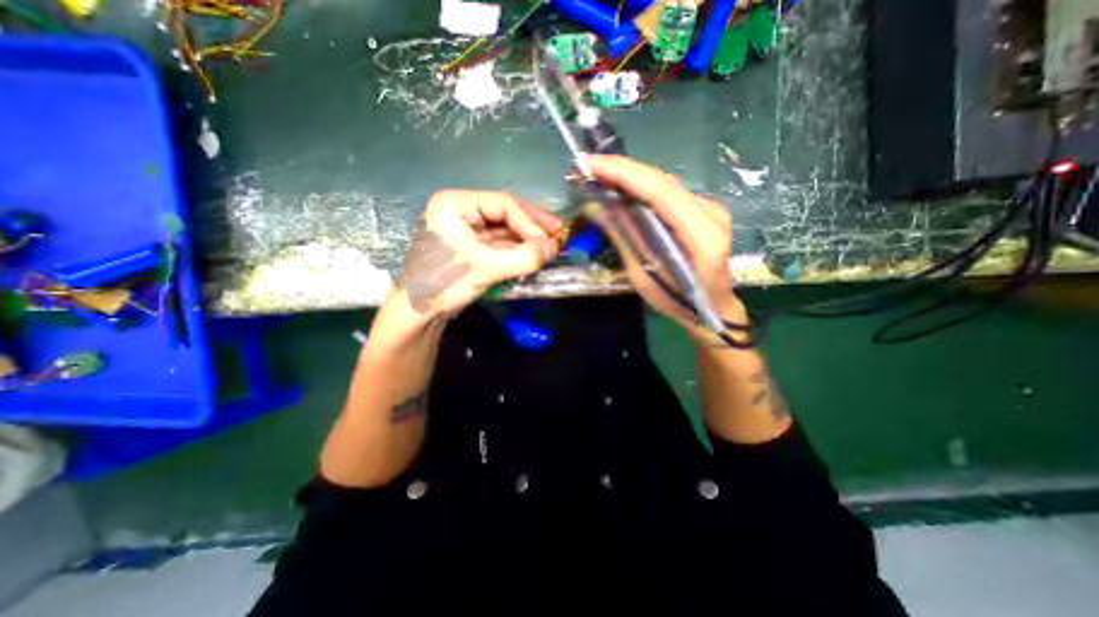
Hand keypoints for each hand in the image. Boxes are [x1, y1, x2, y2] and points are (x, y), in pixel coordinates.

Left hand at [385, 187, 560, 321]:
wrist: (417, 315)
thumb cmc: (444, 283)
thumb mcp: (486, 268)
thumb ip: (524, 257)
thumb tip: (555, 248)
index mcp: (455, 204)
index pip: (503, 204)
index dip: (530, 223)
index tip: (551, 242)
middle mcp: (460, 212)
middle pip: (505, 214)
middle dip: (532, 228)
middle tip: (559, 234)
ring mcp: (466, 231)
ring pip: (504, 231)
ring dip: (527, 241)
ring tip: (551, 249)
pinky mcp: (470, 249)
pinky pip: (499, 246)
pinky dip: (517, 252)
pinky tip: (533, 257)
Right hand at [584, 152, 747, 339]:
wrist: (713, 308)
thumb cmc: (679, 301)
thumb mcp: (643, 275)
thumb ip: (623, 237)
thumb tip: (594, 206)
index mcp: (701, 234)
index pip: (659, 190)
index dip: (622, 173)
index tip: (589, 165)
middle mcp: (710, 212)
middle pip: (661, 181)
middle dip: (621, 171)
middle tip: (586, 169)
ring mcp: (709, 208)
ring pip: (663, 183)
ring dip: (629, 177)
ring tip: (597, 176)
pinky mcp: (702, 209)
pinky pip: (666, 192)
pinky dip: (640, 187)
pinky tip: (620, 188)